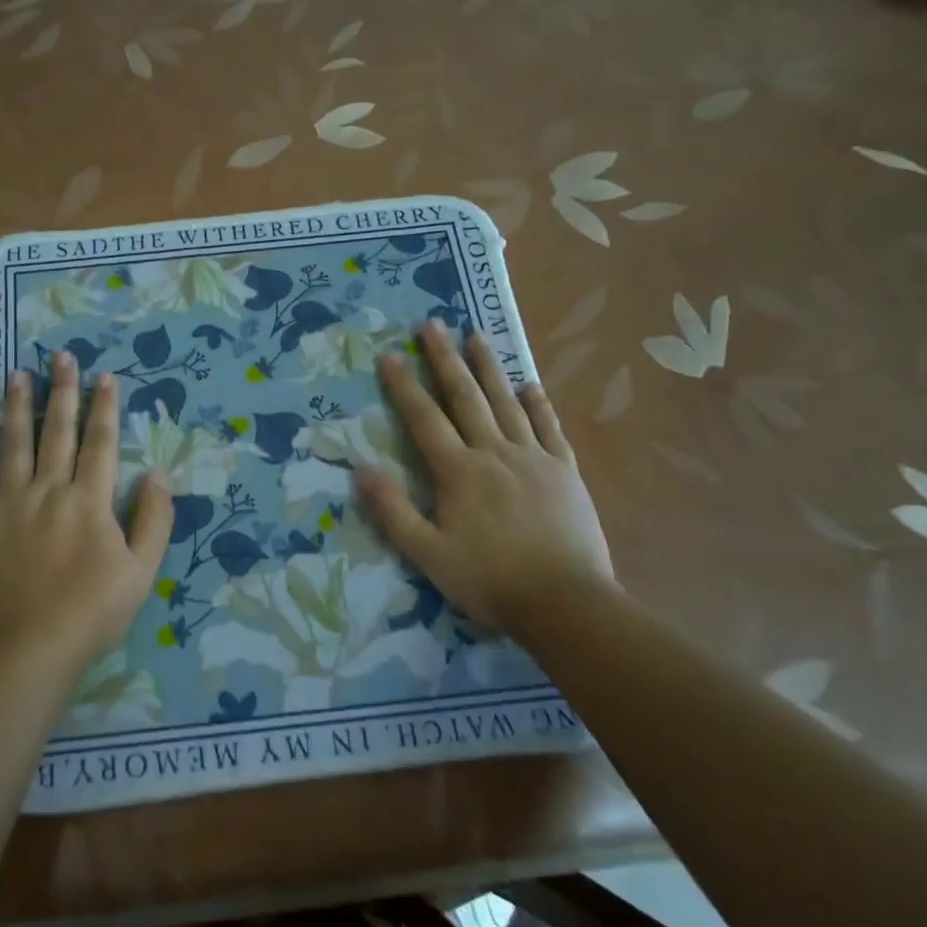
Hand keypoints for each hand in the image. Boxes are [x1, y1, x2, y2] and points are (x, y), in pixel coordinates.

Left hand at [0, 352, 172, 666]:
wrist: (29, 647)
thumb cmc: (92, 612)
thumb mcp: (142, 571)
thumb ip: (154, 520)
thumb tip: (157, 475)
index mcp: (90, 500)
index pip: (101, 443)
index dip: (105, 408)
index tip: (105, 376)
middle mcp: (50, 490)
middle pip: (58, 432)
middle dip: (63, 392)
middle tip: (61, 356)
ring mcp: (12, 504)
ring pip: (15, 445)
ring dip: (18, 408)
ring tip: (17, 375)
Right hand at [354, 320, 612, 637]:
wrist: (564, 601)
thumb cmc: (488, 580)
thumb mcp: (427, 554)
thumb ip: (392, 511)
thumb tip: (360, 469)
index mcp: (459, 472)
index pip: (424, 419)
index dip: (404, 386)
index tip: (390, 354)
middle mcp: (495, 453)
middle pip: (466, 398)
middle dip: (445, 359)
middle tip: (432, 324)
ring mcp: (534, 458)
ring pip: (507, 403)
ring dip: (489, 368)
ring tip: (477, 336)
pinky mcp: (565, 472)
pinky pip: (549, 428)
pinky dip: (538, 404)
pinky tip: (531, 385)